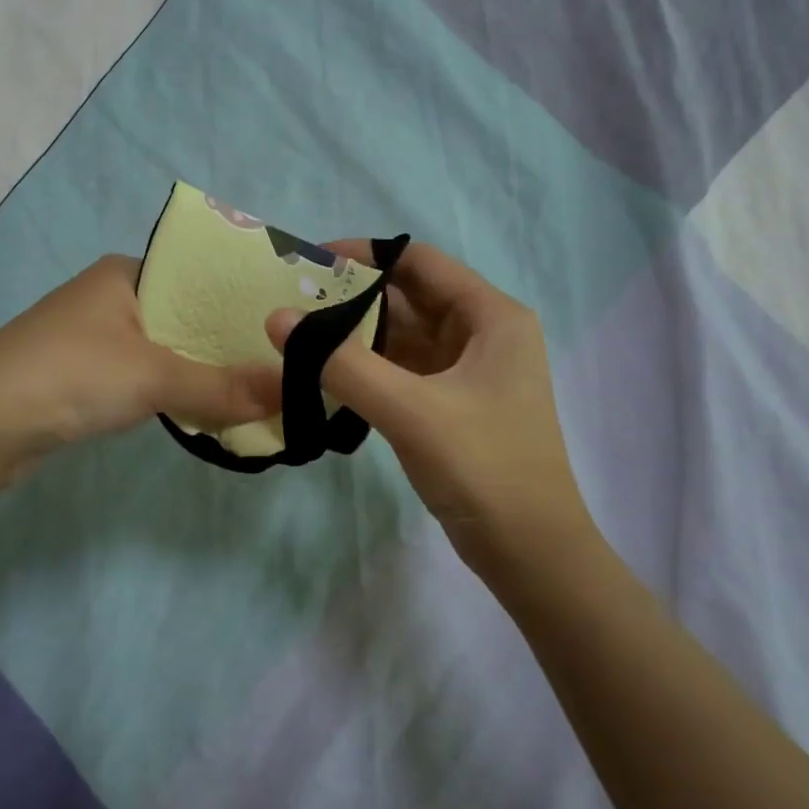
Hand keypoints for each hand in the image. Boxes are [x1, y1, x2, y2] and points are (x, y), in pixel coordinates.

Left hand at [0, 255, 280, 479]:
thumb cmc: (70, 375)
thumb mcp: (153, 377)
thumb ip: (221, 387)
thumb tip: (288, 395)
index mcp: (126, 273)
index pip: (200, 276)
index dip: (242, 300)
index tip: (287, 324)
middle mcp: (112, 297)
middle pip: (186, 316)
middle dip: (227, 342)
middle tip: (283, 363)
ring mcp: (95, 338)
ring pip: (166, 350)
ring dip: (202, 370)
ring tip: (258, 386)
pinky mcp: (85, 377)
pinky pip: (144, 377)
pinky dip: (174, 391)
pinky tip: (207, 406)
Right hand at [266, 242, 597, 569]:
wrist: (530, 553)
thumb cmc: (483, 467)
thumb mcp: (410, 410)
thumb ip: (342, 363)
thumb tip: (277, 318)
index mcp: (490, 317)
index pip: (420, 262)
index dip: (366, 255)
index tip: (312, 262)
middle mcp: (482, 334)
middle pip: (409, 297)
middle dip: (354, 298)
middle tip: (293, 302)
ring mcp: (468, 371)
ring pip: (403, 336)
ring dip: (357, 335)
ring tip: (300, 334)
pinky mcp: (453, 404)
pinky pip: (404, 370)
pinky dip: (369, 368)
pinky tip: (327, 373)